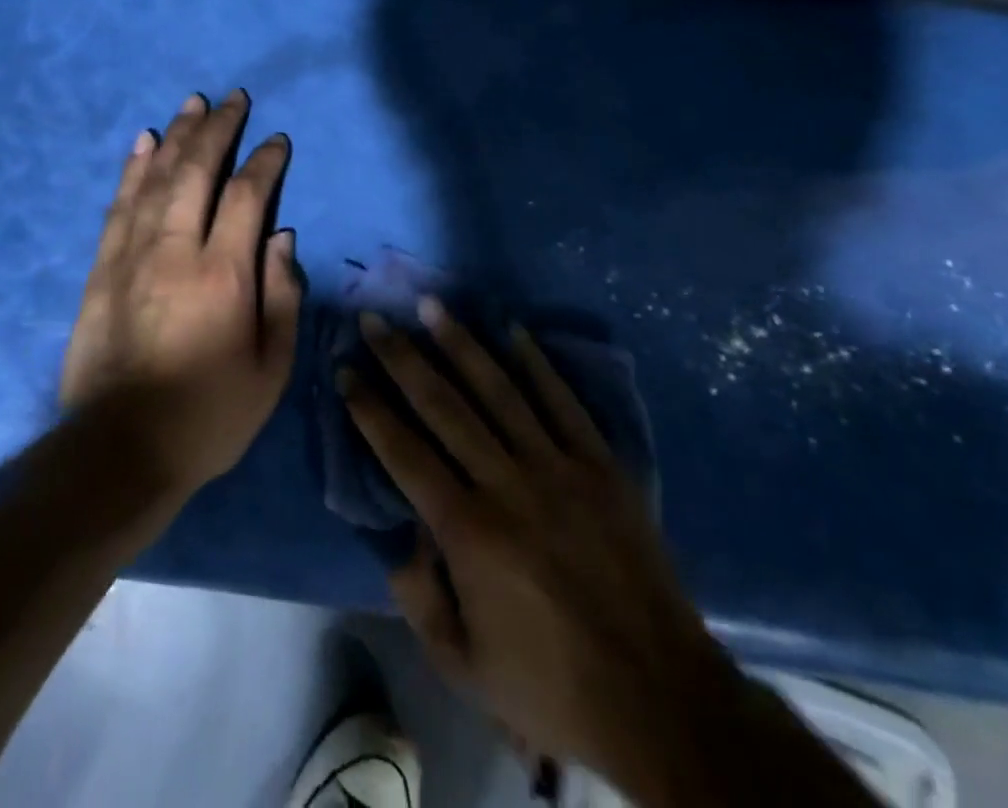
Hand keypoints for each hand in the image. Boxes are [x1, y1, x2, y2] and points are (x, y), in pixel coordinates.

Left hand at [60, 90, 301, 499]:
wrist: (119, 451)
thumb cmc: (208, 416)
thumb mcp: (270, 371)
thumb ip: (282, 297)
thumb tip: (283, 237)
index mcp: (224, 275)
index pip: (249, 196)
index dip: (264, 161)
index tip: (276, 140)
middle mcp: (177, 250)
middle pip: (198, 171)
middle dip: (218, 129)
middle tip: (233, 98)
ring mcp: (132, 255)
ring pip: (157, 178)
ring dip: (177, 136)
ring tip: (192, 103)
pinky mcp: (102, 268)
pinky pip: (119, 205)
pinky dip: (133, 169)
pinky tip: (143, 142)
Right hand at [342, 301, 742, 807]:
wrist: (662, 701)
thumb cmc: (552, 688)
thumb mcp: (464, 666)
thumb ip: (418, 596)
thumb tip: (398, 535)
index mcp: (468, 531)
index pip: (404, 451)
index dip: (369, 408)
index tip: (345, 370)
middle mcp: (507, 483)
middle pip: (443, 405)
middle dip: (401, 357)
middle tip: (372, 319)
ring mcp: (558, 468)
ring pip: (498, 390)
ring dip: (460, 343)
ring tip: (431, 305)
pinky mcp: (601, 466)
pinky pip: (562, 402)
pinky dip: (536, 364)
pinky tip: (512, 331)